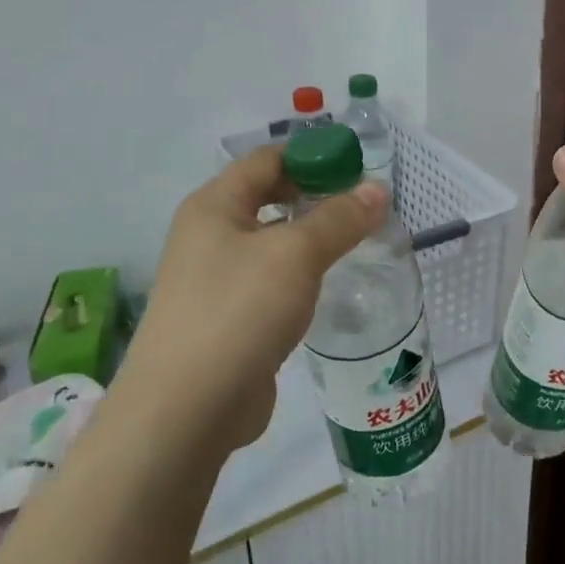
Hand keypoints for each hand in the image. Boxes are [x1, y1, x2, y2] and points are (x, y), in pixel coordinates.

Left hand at [118, 145, 388, 452]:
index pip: (266, 160)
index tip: (358, 166)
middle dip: (314, 195)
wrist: (187, 408)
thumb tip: (378, 189)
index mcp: (214, 206)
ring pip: (270, 243)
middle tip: (363, 205)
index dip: (312, 155)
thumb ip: (339, 219)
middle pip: (267, 198)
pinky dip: (299, 275)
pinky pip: (269, 281)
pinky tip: (328, 286)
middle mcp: (209, 235)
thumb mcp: (296, 255)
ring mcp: (215, 280)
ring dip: (309, 237)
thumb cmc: (239, 311)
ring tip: (357, 241)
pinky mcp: (228, 319)